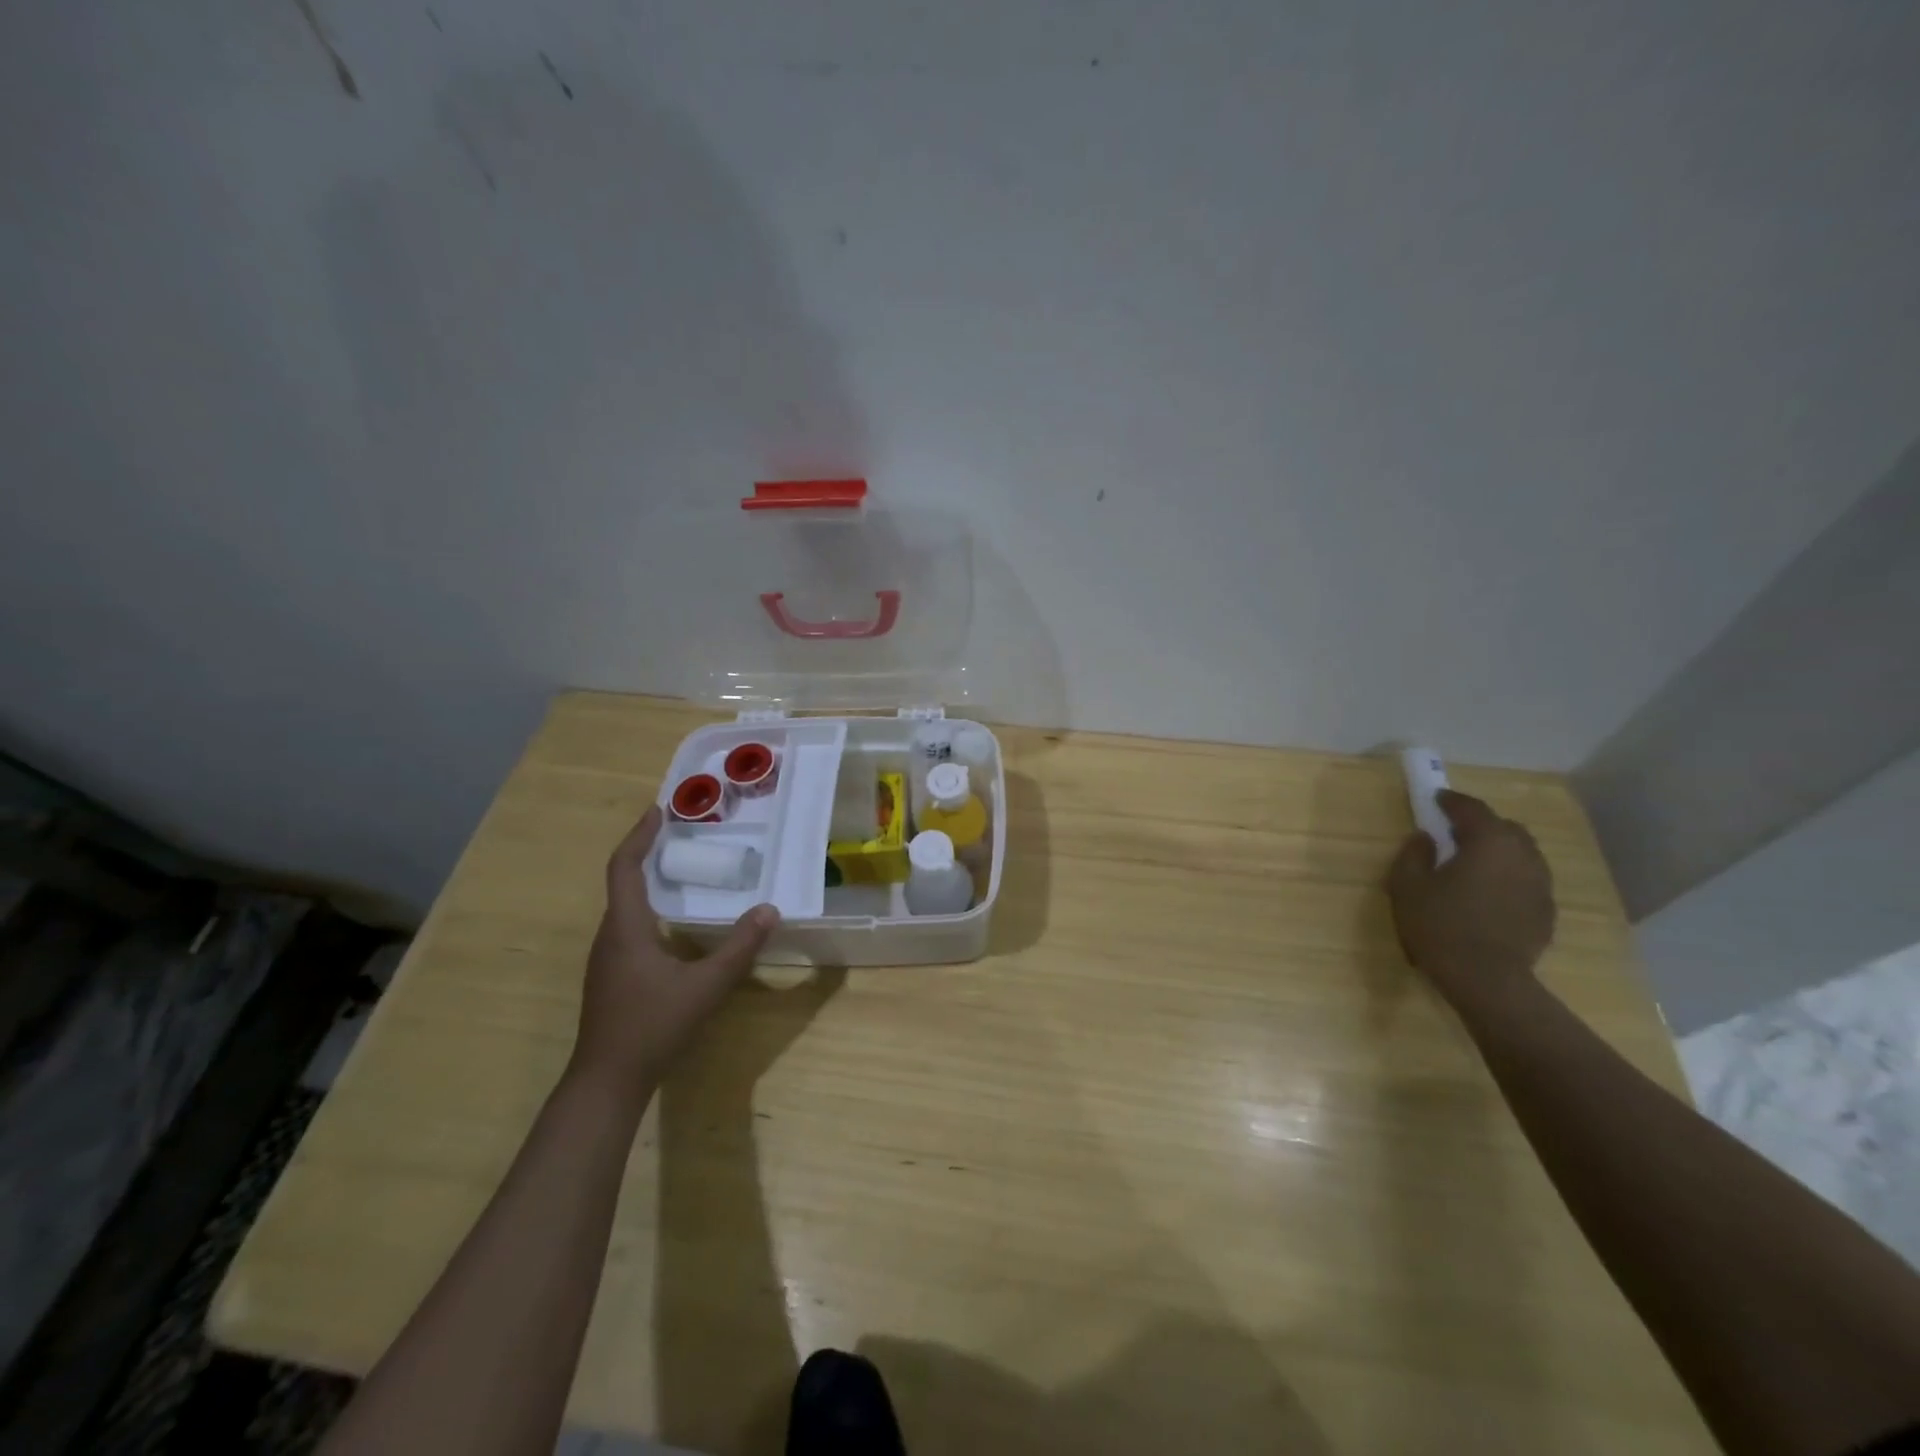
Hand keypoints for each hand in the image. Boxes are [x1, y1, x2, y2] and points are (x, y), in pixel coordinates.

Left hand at [570, 807, 779, 1098]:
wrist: (606, 1081)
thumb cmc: (652, 1027)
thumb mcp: (705, 987)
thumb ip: (739, 948)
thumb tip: (770, 910)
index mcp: (626, 928)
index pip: (624, 868)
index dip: (639, 836)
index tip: (658, 810)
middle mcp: (610, 936)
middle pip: (621, 881)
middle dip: (646, 851)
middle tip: (679, 832)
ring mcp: (607, 958)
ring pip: (624, 905)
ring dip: (647, 879)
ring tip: (680, 867)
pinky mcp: (611, 975)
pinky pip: (628, 925)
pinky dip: (648, 906)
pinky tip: (674, 920)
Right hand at [1386, 789, 1555, 1005]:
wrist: (1487, 980)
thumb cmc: (1440, 925)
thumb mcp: (1407, 885)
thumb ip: (1414, 853)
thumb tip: (1425, 837)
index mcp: (1489, 842)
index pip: (1472, 809)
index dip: (1451, 801)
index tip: (1436, 799)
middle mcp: (1523, 856)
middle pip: (1505, 828)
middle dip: (1481, 825)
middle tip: (1454, 833)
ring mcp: (1540, 885)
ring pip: (1522, 854)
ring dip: (1499, 851)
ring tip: (1473, 864)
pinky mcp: (1546, 912)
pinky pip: (1527, 881)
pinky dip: (1508, 877)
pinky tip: (1489, 894)